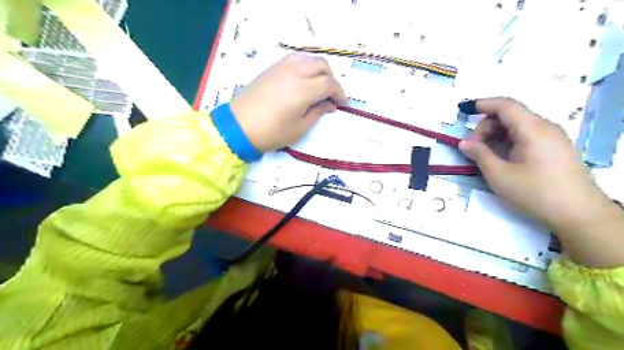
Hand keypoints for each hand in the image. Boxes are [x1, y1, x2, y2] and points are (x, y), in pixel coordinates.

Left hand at [230, 53, 348, 151]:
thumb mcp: (299, 127)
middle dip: (331, 80)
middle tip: (331, 96)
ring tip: (318, 87)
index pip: (330, 83)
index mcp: (303, 89)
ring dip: (319, 70)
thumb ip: (317, 112)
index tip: (343, 104)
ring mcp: (281, 67)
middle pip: (322, 66)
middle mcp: (295, 72)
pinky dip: (305, 67)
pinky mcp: (271, 68)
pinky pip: (295, 60)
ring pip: (309, 59)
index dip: (340, 93)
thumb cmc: (271, 132)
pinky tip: (303, 81)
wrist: (238, 127)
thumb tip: (330, 105)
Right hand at [456, 97, 609, 231]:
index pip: (506, 106)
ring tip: (485, 156)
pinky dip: (508, 142)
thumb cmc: (535, 192)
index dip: (483, 104)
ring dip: (496, 135)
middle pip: (510, 116)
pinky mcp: (555, 149)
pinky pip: (527, 136)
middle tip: (473, 149)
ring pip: (517, 126)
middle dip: (486, 127)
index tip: (465, 110)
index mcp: (532, 130)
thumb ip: (479, 155)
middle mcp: (545, 128)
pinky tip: (501, 158)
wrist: (578, 214)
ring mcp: (552, 138)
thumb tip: (464, 143)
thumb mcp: (499, 175)